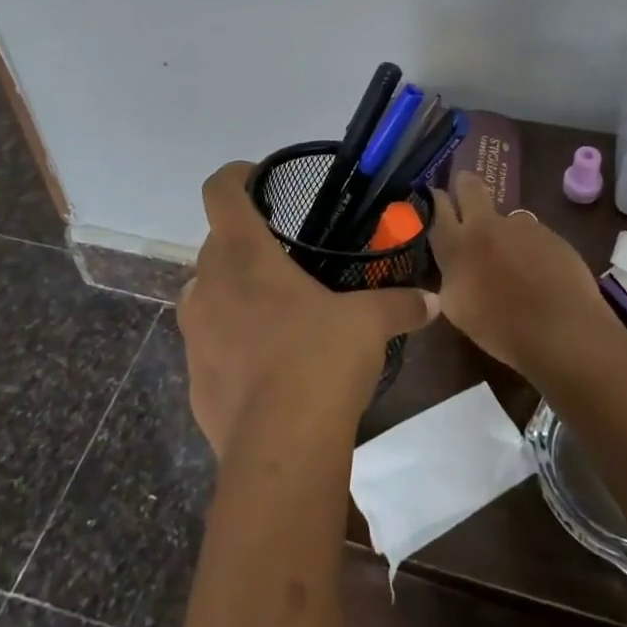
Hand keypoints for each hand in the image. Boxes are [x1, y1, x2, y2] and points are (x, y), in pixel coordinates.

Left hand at [180, 161, 429, 456]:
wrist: (280, 450)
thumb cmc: (320, 360)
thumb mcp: (369, 324)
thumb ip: (399, 304)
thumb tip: (432, 301)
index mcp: (244, 256)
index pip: (220, 192)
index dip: (234, 176)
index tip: (256, 178)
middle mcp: (209, 286)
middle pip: (213, 243)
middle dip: (242, 241)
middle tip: (281, 254)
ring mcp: (195, 335)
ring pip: (206, 293)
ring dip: (231, 291)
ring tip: (273, 308)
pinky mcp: (193, 380)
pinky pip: (208, 343)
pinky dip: (229, 341)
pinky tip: (265, 364)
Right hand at [428, 171, 613, 377]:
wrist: (562, 331)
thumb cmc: (502, 329)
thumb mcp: (458, 308)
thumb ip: (451, 277)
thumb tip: (452, 266)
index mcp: (457, 245)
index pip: (438, 207)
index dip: (436, 199)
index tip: (437, 198)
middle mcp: (486, 225)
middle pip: (470, 187)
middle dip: (465, 184)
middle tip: (464, 190)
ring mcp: (521, 226)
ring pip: (506, 218)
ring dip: (504, 231)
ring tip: (516, 263)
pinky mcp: (551, 234)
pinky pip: (533, 236)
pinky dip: (532, 249)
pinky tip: (540, 275)